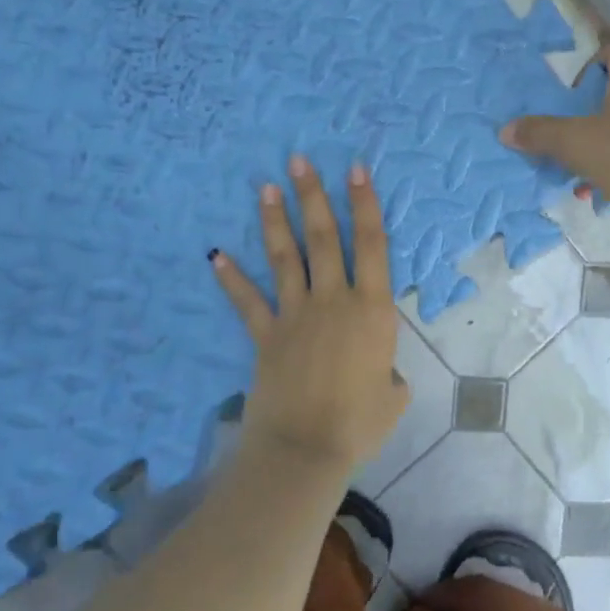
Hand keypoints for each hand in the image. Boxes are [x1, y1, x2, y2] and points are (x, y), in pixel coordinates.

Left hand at [210, 156, 409, 469]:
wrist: (306, 449)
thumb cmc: (360, 423)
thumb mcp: (394, 394)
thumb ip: (388, 371)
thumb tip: (377, 370)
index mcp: (372, 310)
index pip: (371, 245)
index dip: (365, 205)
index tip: (356, 170)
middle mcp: (334, 300)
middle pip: (324, 238)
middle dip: (313, 196)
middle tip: (300, 160)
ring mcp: (296, 315)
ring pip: (286, 259)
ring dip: (276, 222)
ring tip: (266, 188)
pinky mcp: (266, 337)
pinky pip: (248, 302)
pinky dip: (232, 279)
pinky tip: (216, 255)